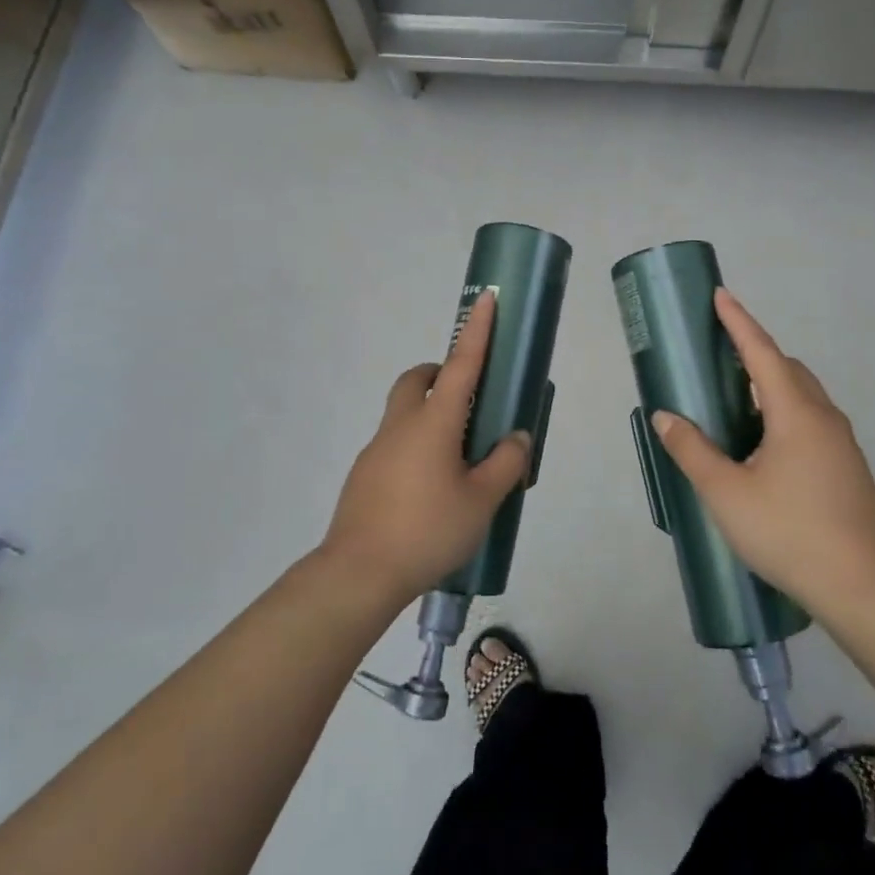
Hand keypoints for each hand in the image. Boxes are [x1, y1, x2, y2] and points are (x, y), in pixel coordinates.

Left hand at [319, 291, 531, 608]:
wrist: (357, 574)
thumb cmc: (427, 530)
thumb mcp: (482, 500)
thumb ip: (505, 464)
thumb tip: (517, 437)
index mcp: (433, 422)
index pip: (461, 365)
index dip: (477, 332)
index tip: (487, 300)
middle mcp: (401, 426)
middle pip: (416, 380)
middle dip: (439, 372)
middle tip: (468, 397)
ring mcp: (377, 450)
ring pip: (402, 412)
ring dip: (428, 414)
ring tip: (458, 457)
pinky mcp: (364, 475)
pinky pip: (394, 444)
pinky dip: (415, 446)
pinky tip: (430, 490)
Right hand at [652, 289, 874, 618]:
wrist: (863, 587)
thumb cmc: (789, 532)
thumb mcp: (727, 493)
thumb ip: (693, 451)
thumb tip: (666, 416)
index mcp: (796, 413)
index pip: (762, 352)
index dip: (738, 322)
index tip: (720, 295)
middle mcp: (823, 417)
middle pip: (788, 369)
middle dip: (754, 353)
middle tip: (719, 357)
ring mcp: (842, 443)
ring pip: (803, 396)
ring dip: (771, 385)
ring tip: (735, 401)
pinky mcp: (848, 466)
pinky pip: (811, 419)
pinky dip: (784, 411)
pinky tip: (764, 445)